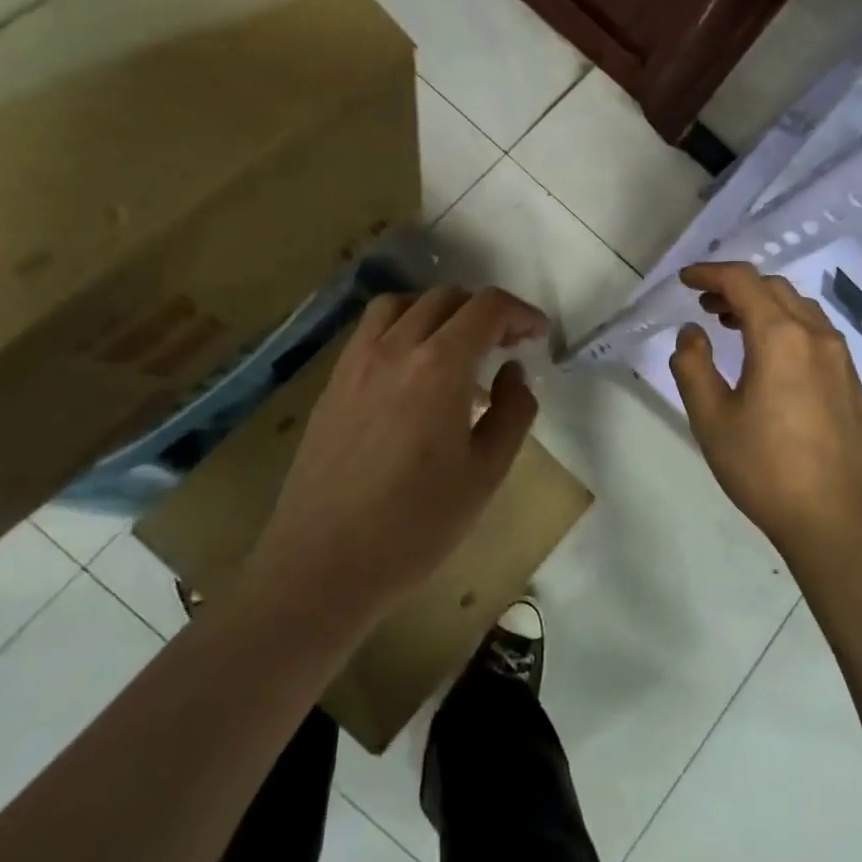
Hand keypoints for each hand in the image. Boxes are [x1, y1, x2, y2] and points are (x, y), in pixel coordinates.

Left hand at [244, 286, 548, 619]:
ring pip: (402, 304)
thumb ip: (513, 411)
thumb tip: (513, 372)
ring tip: (457, 345)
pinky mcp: (332, 383)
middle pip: (446, 297)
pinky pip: (371, 330)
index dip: (520, 313)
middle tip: (506, 345)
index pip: (487, 307)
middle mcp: (395, 348)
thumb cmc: (416, 525)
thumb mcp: (487, 473)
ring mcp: (356, 362)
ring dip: (439, 311)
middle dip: (485, 311)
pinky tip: (412, 369)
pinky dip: (403, 326)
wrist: (323, 564)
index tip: (537, 335)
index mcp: (439, 367)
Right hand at [669, 262, 861, 560]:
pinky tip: (769, 355)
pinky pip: (814, 331)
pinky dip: (785, 324)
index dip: (710, 273)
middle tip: (705, 305)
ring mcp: (839, 357)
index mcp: (780, 337)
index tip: (684, 280)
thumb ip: (693, 367)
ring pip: (798, 307)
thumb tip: (691, 333)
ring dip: (762, 304)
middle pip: (773, 287)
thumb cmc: (766, 469)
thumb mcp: (711, 420)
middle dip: (735, 287)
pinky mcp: (850, 379)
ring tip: (732, 325)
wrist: (839, 519)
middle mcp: (815, 335)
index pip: (743, 281)